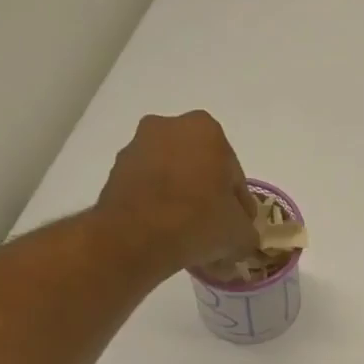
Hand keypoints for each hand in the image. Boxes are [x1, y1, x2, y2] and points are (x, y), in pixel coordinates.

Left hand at [95, 112, 258, 273]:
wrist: (135, 237)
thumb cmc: (198, 222)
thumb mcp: (241, 234)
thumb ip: (247, 229)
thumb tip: (239, 233)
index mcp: (207, 130)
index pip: (233, 174)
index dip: (239, 204)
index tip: (238, 227)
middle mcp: (169, 126)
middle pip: (201, 169)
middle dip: (208, 196)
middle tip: (215, 231)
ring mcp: (138, 146)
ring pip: (173, 178)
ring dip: (182, 201)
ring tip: (189, 237)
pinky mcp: (116, 171)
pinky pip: (149, 189)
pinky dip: (159, 207)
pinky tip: (166, 234)